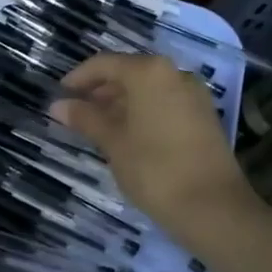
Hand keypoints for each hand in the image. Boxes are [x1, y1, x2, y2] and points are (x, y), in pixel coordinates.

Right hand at [52, 53, 254, 238]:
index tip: (59, 96)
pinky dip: (142, 111)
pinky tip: (126, 135)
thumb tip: (58, 105)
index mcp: (148, 72)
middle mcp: (174, 73)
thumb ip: (85, 118)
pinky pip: (164, 102)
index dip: (78, 78)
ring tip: (97, 127)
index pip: (104, 64)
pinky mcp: (203, 116)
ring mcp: (193, 94)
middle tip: (75, 113)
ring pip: (147, 89)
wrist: (213, 207)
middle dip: (99, 91)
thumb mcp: (112, 142)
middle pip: (128, 72)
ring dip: (120, 102)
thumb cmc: (154, 169)